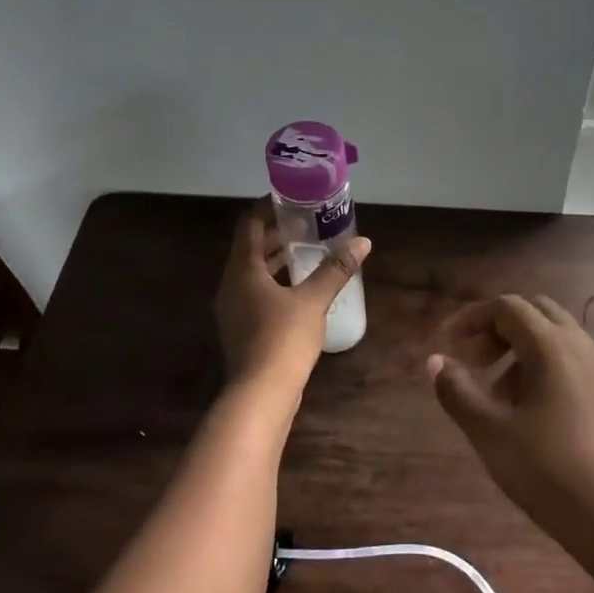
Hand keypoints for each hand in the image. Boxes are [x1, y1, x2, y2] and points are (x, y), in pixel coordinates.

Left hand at [215, 202, 369, 385]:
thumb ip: (336, 269)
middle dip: (275, 234)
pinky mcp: (241, 329)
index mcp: (242, 270)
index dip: (267, 207)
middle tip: (306, 225)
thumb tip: (363, 242)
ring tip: (306, 253)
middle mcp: (231, 285)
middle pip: (249, 248)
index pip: (248, 225)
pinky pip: (255, 293)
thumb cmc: (283, 338)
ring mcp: (233, 309)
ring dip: (275, 260)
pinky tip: (300, 290)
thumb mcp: (313, 300)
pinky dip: (274, 282)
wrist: (261, 393)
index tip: (291, 199)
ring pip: (252, 273)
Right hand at [427, 295, 593, 592]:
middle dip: (499, 329)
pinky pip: (575, 365)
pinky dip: (546, 371)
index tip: (447, 345)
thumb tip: (436, 360)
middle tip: (474, 362)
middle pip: (536, 313)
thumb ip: (458, 392)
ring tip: (498, 397)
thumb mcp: (491, 434)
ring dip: (522, 352)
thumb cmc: (551, 472)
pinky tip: (534, 417)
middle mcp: (582, 347)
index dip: (472, 319)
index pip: (507, 307)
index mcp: (552, 346)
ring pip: (557, 340)